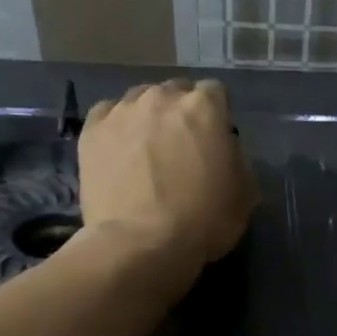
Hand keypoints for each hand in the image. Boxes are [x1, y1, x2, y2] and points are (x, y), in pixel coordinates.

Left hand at [76, 79, 256, 275]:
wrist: (140, 244)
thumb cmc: (203, 221)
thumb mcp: (244, 194)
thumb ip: (237, 159)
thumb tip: (225, 151)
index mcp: (204, 107)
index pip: (215, 92)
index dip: (218, 115)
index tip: (216, 139)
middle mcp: (162, 97)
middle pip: (175, 92)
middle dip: (182, 112)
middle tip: (183, 145)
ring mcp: (122, 111)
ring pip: (140, 99)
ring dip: (149, 117)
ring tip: (148, 148)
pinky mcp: (92, 130)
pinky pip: (108, 114)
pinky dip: (117, 126)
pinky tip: (121, 151)